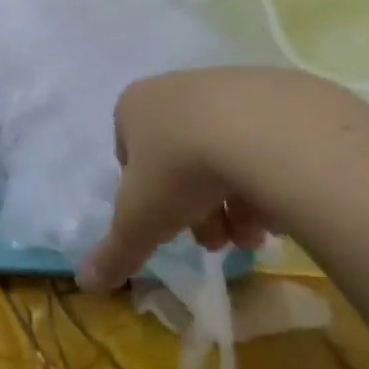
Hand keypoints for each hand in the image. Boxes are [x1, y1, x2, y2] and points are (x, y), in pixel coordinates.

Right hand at [76, 68, 278, 291]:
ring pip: (224, 154)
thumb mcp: (140, 222)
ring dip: (235, 201)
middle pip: (180, 159)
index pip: (129, 155)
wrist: (263, 131)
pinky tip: (282, 206)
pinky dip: (270, 177)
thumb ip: (115, 252)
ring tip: (255, 236)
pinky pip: (266, 143)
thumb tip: (86, 282)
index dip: (145, 197)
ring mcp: (229, 86)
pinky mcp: (278, 92)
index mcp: (135, 106)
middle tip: (217, 241)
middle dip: (197, 208)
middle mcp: (178, 89)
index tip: (164, 224)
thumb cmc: (180, 170)